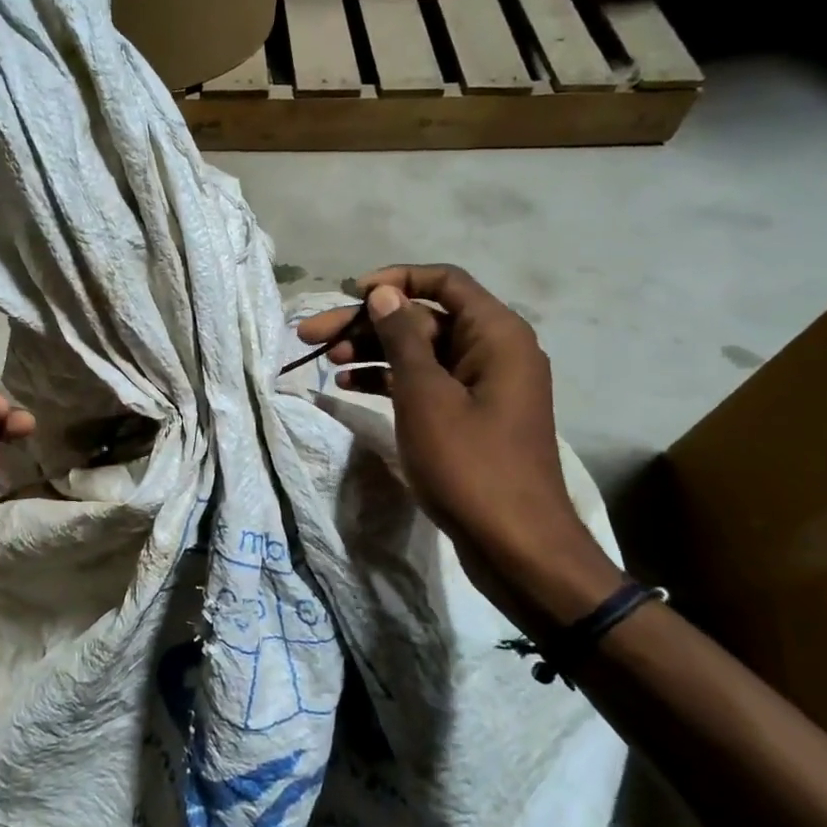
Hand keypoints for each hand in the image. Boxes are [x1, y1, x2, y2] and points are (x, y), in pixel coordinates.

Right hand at [296, 266, 619, 623]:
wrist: (516, 544)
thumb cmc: (470, 463)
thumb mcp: (426, 394)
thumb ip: (402, 338)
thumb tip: (382, 293)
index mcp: (495, 334)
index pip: (443, 282)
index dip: (394, 281)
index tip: (349, 295)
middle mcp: (493, 350)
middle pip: (423, 318)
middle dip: (367, 323)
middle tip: (311, 335)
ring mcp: (481, 385)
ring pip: (419, 352)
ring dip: (372, 351)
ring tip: (324, 362)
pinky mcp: (468, 415)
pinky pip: (424, 382)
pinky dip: (389, 380)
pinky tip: (349, 385)